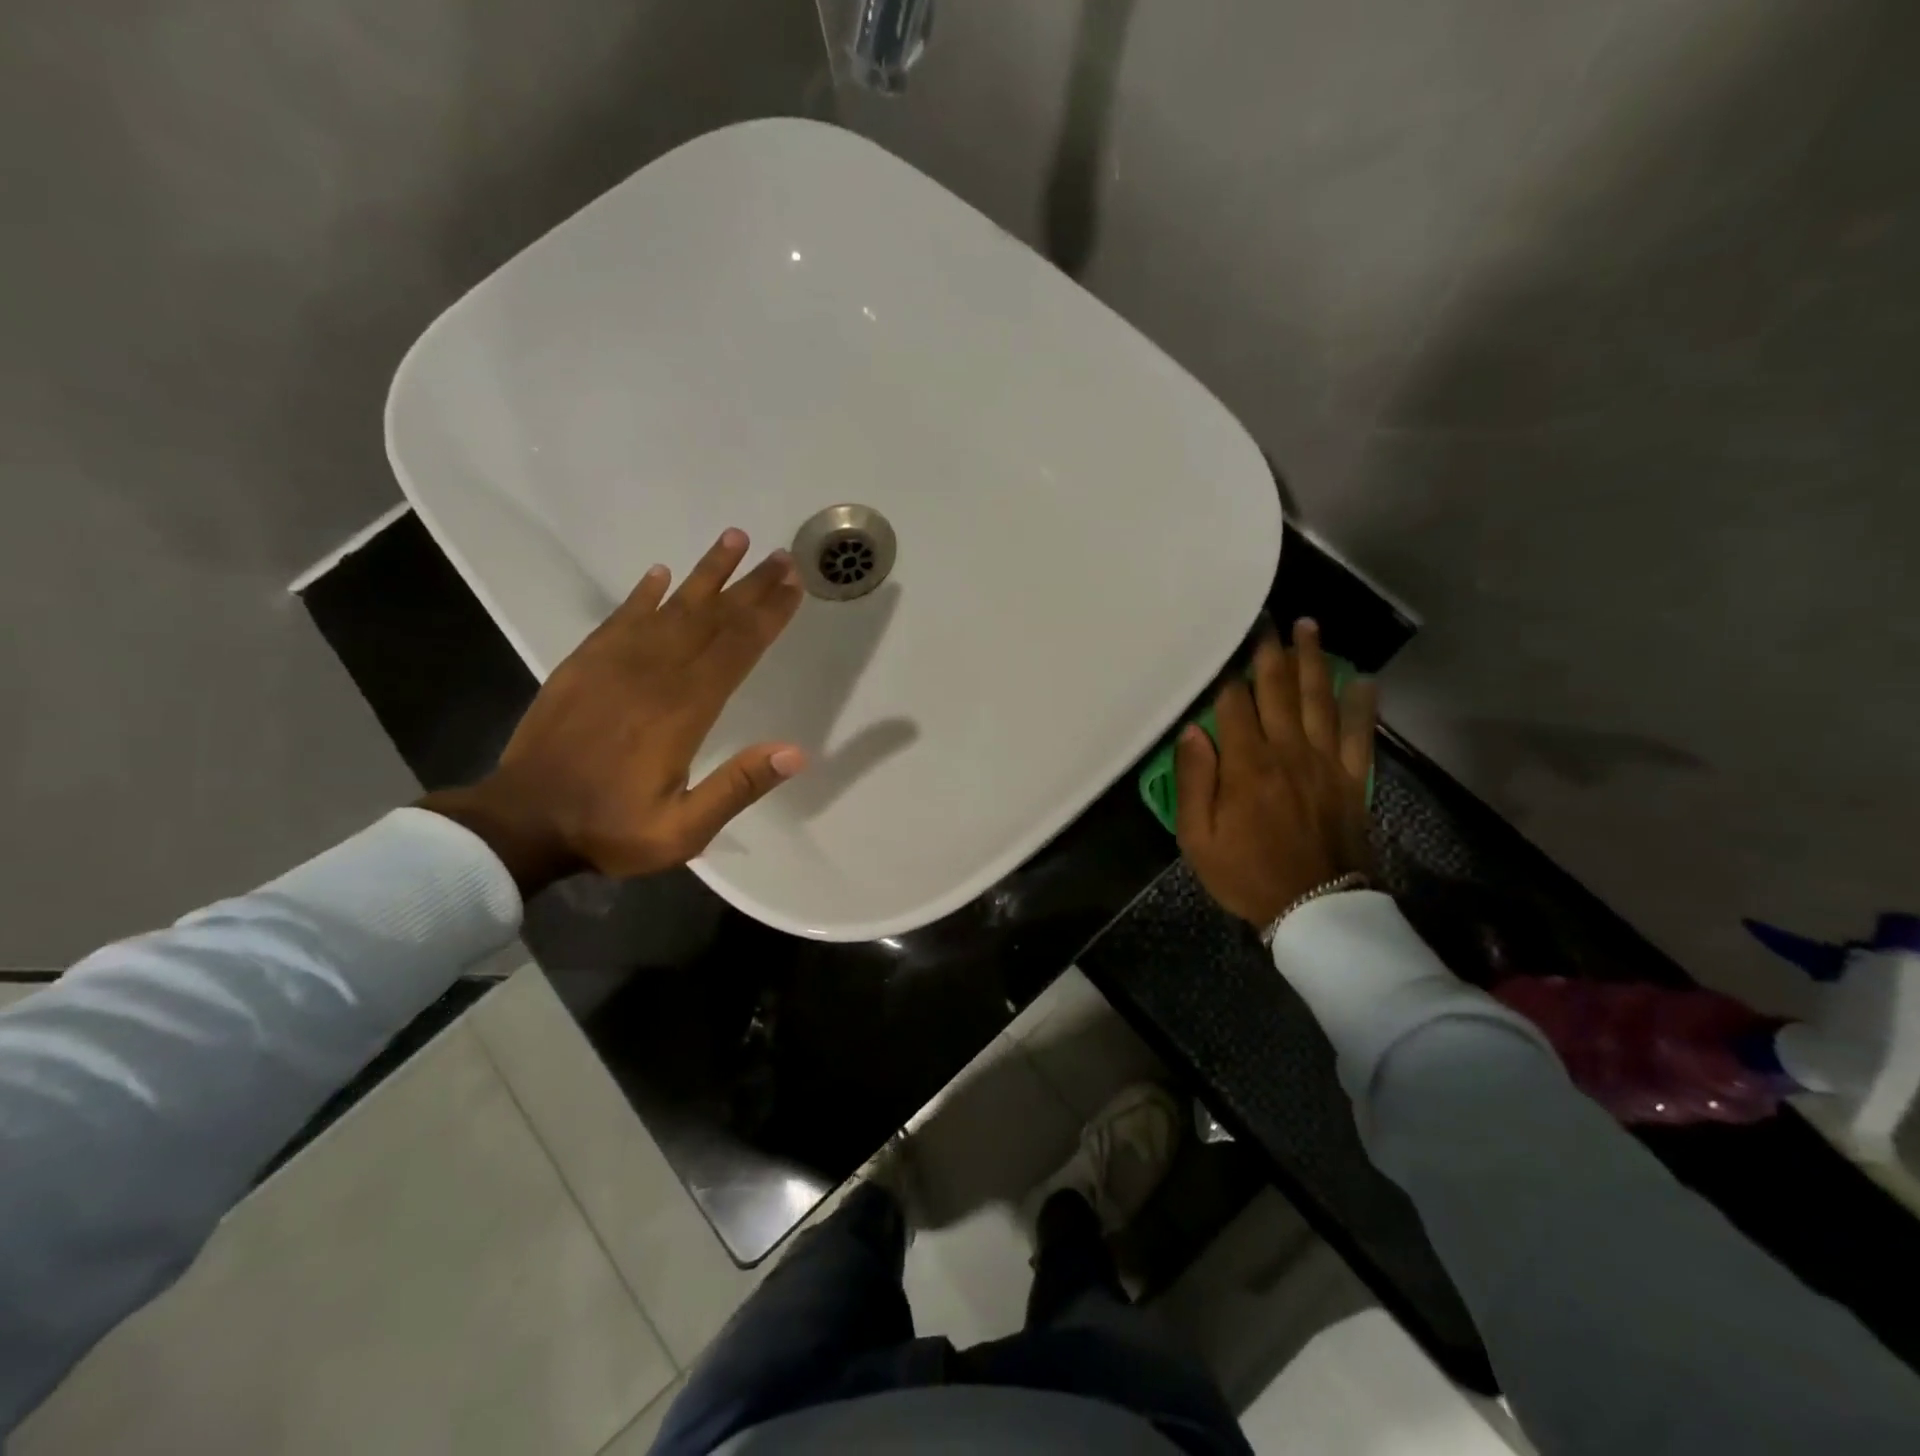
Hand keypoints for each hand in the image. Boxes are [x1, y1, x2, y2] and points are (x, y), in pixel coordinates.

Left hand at [421, 529, 806, 893]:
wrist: (521, 823)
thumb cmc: (610, 829)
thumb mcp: (683, 830)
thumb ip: (737, 788)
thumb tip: (796, 752)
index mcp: (683, 711)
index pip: (736, 650)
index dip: (767, 616)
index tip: (794, 585)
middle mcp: (653, 675)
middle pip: (710, 619)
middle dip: (750, 586)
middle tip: (780, 556)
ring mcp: (614, 665)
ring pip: (670, 607)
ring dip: (705, 573)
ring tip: (733, 539)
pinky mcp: (583, 665)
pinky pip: (619, 618)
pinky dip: (642, 593)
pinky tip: (660, 573)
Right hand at [1174, 619, 1377, 926]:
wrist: (1316, 910)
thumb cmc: (1246, 875)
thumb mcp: (1197, 839)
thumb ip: (1193, 782)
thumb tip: (1192, 730)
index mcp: (1246, 765)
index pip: (1233, 704)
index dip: (1226, 671)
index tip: (1222, 641)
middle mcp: (1288, 752)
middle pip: (1278, 690)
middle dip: (1270, 651)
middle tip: (1267, 617)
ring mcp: (1325, 763)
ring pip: (1318, 700)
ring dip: (1313, 660)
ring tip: (1309, 627)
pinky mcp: (1352, 779)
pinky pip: (1359, 733)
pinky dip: (1362, 704)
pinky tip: (1363, 679)